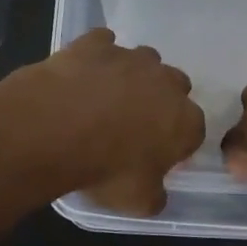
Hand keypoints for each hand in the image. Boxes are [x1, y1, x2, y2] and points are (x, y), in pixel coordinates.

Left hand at [0, 28, 204, 215]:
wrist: (52, 129)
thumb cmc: (104, 169)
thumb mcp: (137, 202)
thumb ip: (156, 195)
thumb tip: (156, 192)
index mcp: (185, 120)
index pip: (193, 130)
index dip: (176, 143)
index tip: (156, 156)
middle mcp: (165, 81)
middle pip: (174, 86)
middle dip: (159, 101)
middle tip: (133, 124)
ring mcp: (130, 57)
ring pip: (142, 60)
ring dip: (131, 76)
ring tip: (104, 98)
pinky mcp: (95, 43)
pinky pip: (103, 43)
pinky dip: (97, 56)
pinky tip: (81, 73)